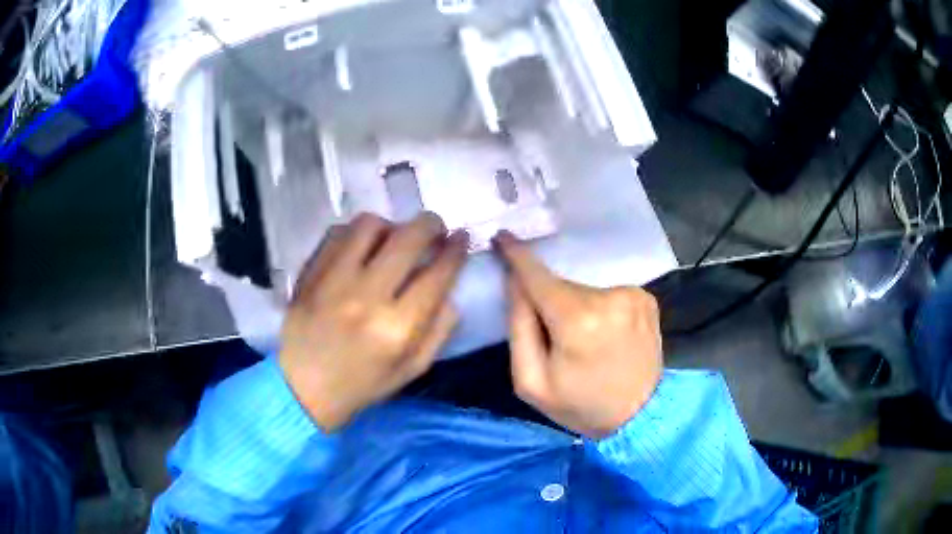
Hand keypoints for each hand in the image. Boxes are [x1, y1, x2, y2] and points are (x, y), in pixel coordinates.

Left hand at [280, 213, 467, 430]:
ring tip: (393, 239)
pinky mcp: (309, 273)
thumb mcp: (412, 369)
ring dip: (391, 226)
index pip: (437, 274)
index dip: (456, 250)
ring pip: (370, 225)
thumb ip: (439, 329)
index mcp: (397, 329)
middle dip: (431, 224)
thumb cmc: (362, 384)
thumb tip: (450, 289)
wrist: (303, 389)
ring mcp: (333, 280)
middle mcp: (366, 297)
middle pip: (408, 238)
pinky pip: (338, 233)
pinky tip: (362, 248)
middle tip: (435, 228)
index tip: (462, 238)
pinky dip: (357, 234)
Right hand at [496, 232, 662, 438]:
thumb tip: (515, 282)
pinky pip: (606, 293)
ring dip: (574, 306)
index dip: (517, 256)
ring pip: (584, 289)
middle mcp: (609, 298)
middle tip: (552, 335)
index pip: (538, 277)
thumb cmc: (581, 405)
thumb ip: (519, 327)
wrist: (642, 416)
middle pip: (561, 286)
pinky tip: (604, 334)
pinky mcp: (646, 298)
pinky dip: (598, 307)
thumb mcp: (531, 382)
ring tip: (583, 340)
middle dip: (549, 301)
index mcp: (577, 321)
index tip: (501, 236)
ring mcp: (633, 295)